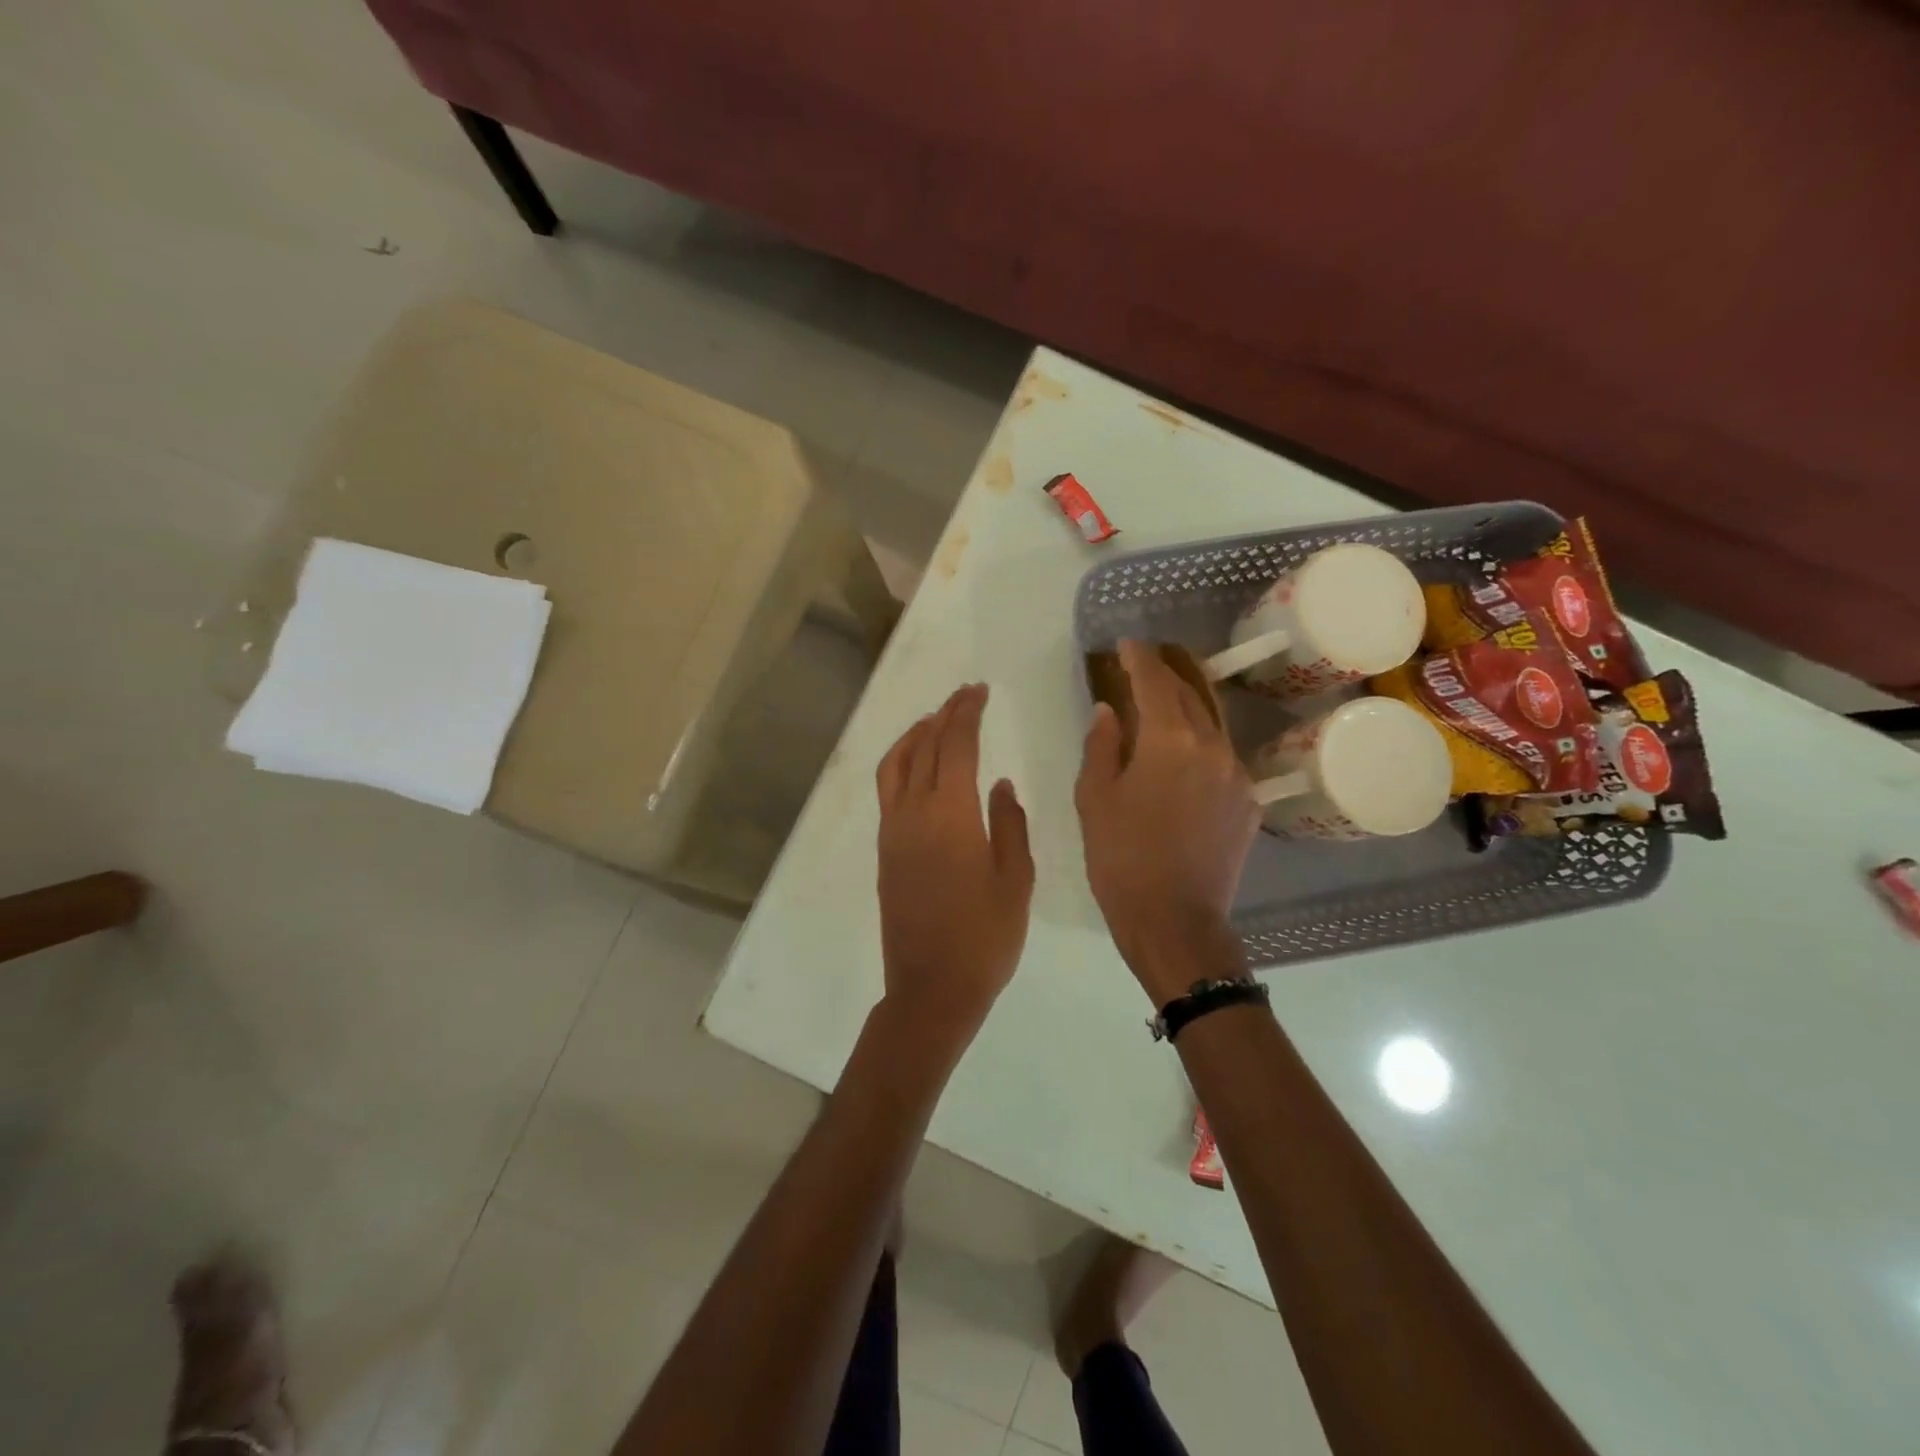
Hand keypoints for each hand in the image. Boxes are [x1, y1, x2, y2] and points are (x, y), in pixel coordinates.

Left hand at [875, 683, 1033, 1051]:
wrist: (931, 989)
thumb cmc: (985, 938)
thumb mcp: (1015, 881)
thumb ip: (1009, 825)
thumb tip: (999, 784)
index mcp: (951, 814)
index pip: (955, 744)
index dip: (967, 712)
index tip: (979, 690)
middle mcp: (914, 813)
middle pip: (925, 746)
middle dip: (945, 714)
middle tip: (965, 695)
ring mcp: (893, 832)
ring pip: (896, 764)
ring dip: (915, 735)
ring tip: (935, 721)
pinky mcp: (885, 851)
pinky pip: (889, 790)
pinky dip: (903, 763)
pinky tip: (921, 768)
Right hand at [1075, 640, 1257, 1004]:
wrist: (1175, 921)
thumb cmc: (1121, 859)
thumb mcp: (1094, 799)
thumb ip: (1101, 745)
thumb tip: (1108, 711)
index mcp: (1169, 741)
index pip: (1155, 683)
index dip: (1139, 659)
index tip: (1126, 646)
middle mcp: (1212, 747)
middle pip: (1190, 695)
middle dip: (1166, 675)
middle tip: (1143, 665)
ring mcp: (1237, 774)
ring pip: (1211, 724)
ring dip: (1186, 707)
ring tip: (1164, 703)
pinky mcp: (1249, 802)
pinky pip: (1223, 757)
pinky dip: (1200, 744)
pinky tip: (1184, 756)